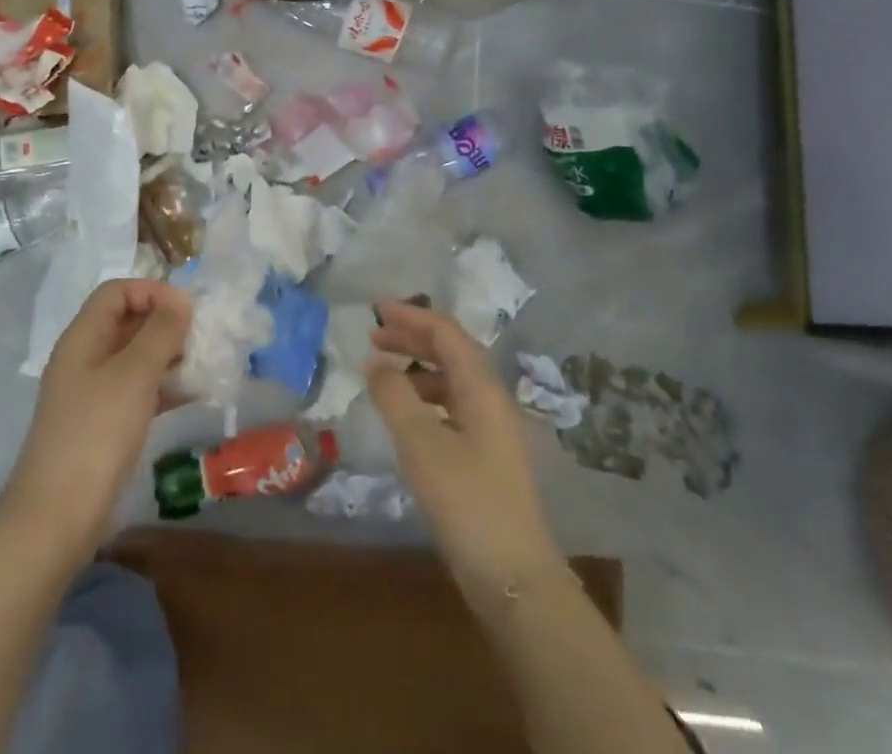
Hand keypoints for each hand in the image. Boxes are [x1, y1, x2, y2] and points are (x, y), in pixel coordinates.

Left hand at [0, 279, 191, 558]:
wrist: (55, 518)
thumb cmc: (96, 434)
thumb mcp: (134, 375)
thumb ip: (160, 332)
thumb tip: (180, 300)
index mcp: (83, 337)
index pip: (117, 291)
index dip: (152, 291)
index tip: (186, 311)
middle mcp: (85, 358)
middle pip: (127, 321)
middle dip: (165, 323)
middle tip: (202, 337)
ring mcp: (92, 393)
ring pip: (135, 357)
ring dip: (169, 355)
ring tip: (204, 364)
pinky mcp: (103, 424)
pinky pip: (137, 390)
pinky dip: (164, 386)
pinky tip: (193, 394)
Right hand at [367, 299, 562, 598]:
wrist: (516, 579)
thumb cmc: (467, 502)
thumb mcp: (421, 444)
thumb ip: (395, 396)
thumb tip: (376, 361)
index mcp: (482, 387)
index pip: (446, 333)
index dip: (412, 317)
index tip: (377, 311)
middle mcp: (492, 400)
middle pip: (452, 352)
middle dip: (413, 339)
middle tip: (374, 338)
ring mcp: (493, 430)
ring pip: (453, 381)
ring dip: (418, 370)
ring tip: (384, 377)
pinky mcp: (488, 458)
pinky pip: (453, 409)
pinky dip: (426, 400)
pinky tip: (407, 419)